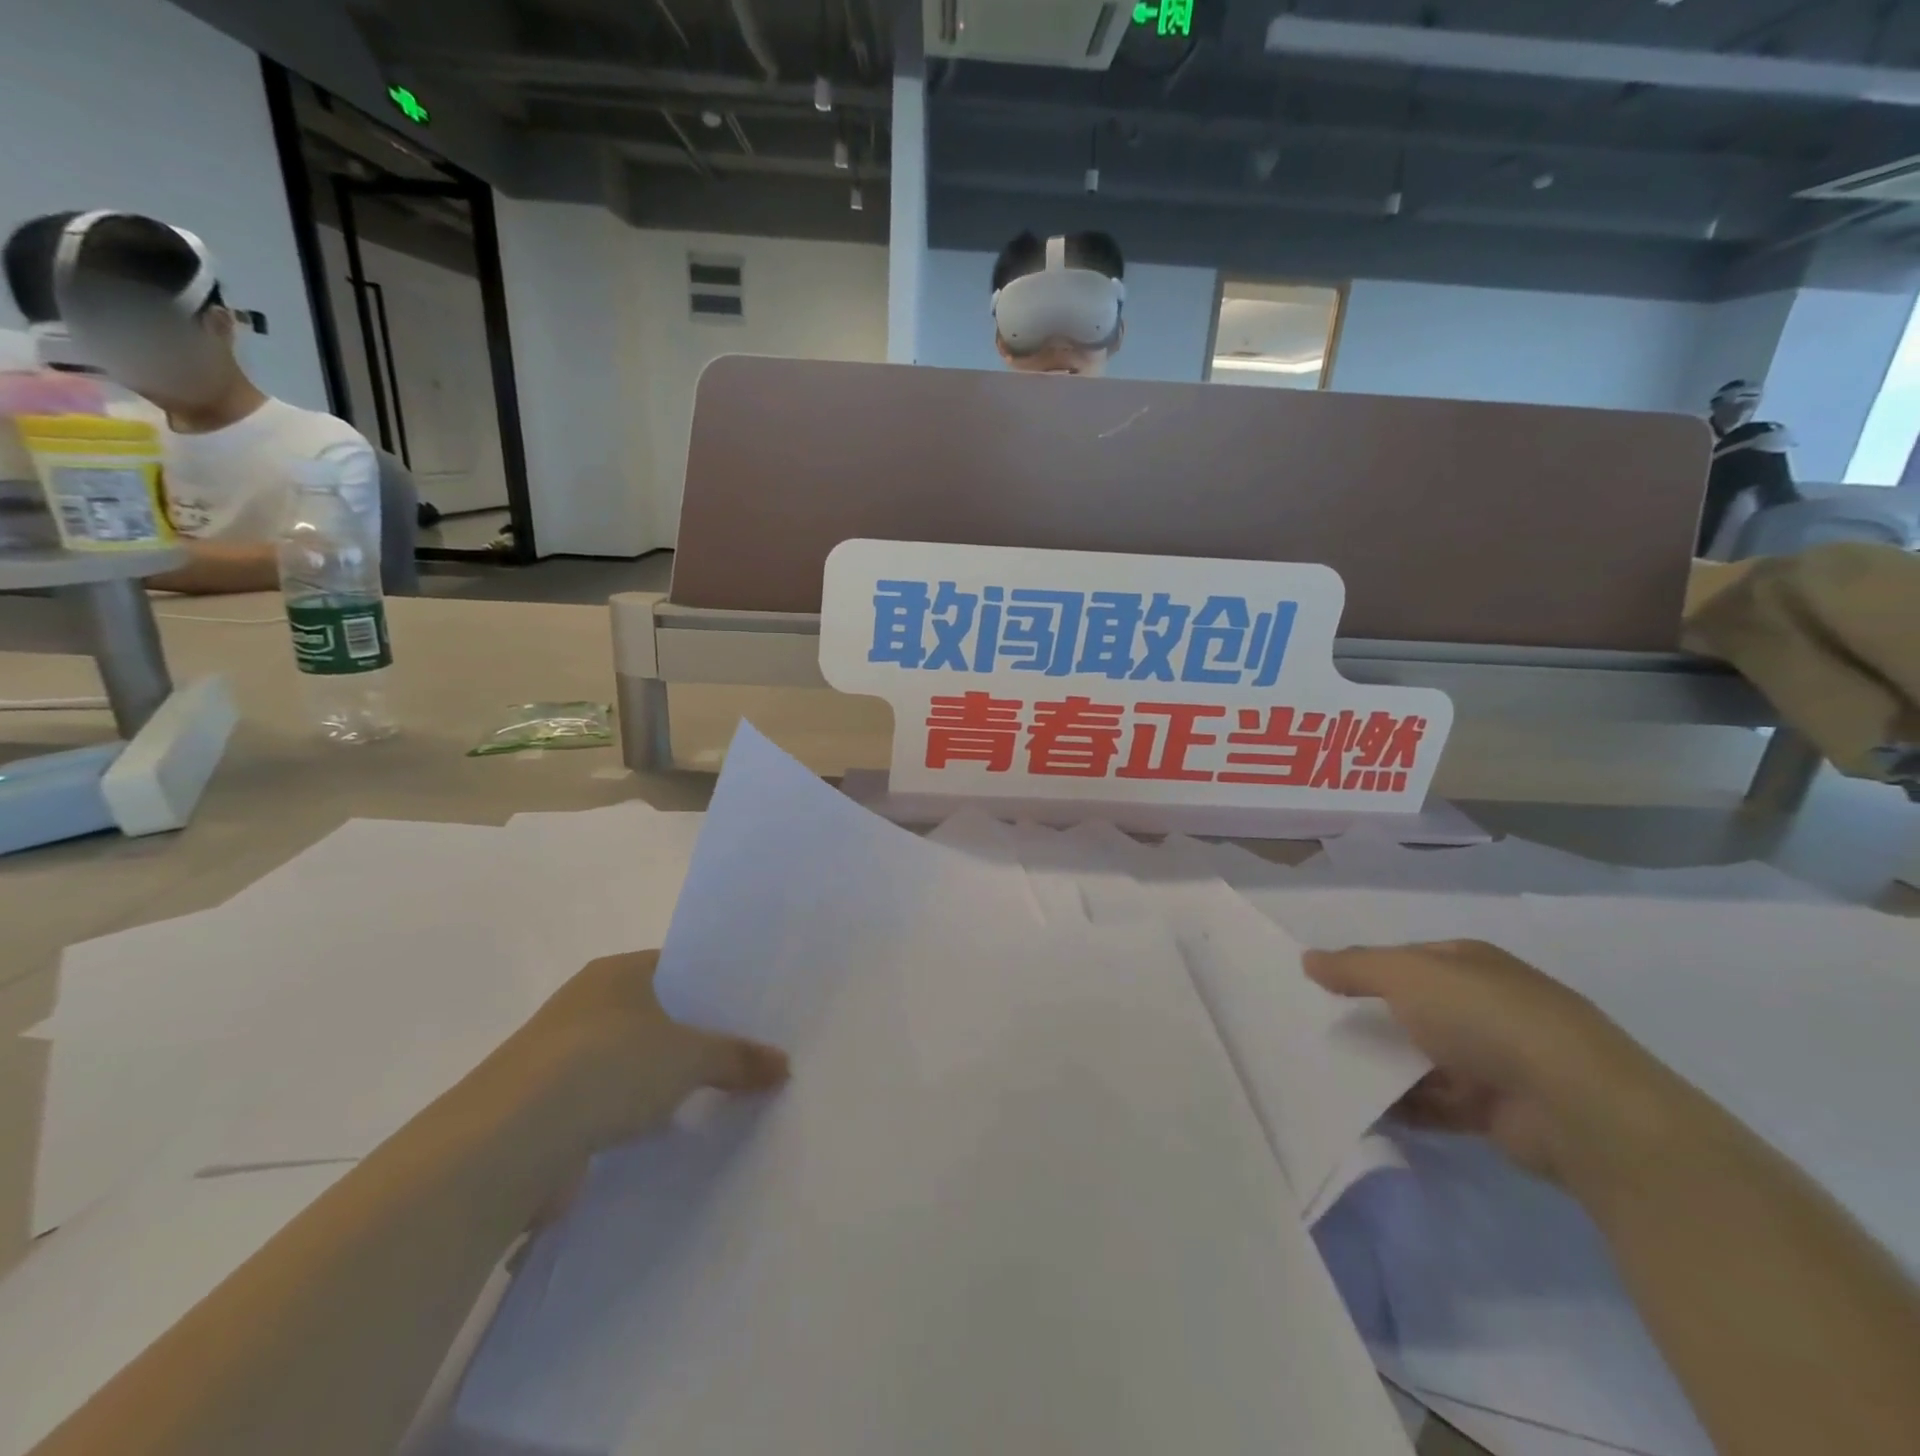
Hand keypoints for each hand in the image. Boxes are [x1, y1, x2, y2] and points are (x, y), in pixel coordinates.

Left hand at [490, 949, 788, 1165]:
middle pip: (658, 1014)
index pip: (678, 966)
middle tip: (749, 1053)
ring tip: (720, 1095)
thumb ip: (738, 1057)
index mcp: (616, 972)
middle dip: (697, 1036)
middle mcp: (586, 1004)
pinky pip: (610, 1102)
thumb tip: (784, 1065)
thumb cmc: (606, 1068)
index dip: (715, 986)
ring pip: (634, 1061)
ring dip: (666, 1080)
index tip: (752, 1009)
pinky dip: (637, 1115)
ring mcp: (561, 1058)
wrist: (504, 1146)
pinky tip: (672, 1132)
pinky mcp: (548, 1109)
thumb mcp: (689, 1056)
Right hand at [1305, 940, 1672, 1184]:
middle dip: (1370, 1021)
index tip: (1321, 988)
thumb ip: (1354, 967)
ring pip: (1420, 1059)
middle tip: (1317, 1033)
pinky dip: (1403, 1108)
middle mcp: (1484, 1007)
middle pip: (1412, 1010)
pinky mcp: (1495, 1112)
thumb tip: (1307, 960)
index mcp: (1470, 965)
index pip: (1406, 960)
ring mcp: (1494, 1061)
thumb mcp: (1407, 975)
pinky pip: (1435, 1104)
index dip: (1365, 969)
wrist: (1578, 1107)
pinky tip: (1363, 1110)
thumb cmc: (1486, 1019)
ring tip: (1328, 1074)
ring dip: (1383, 1068)